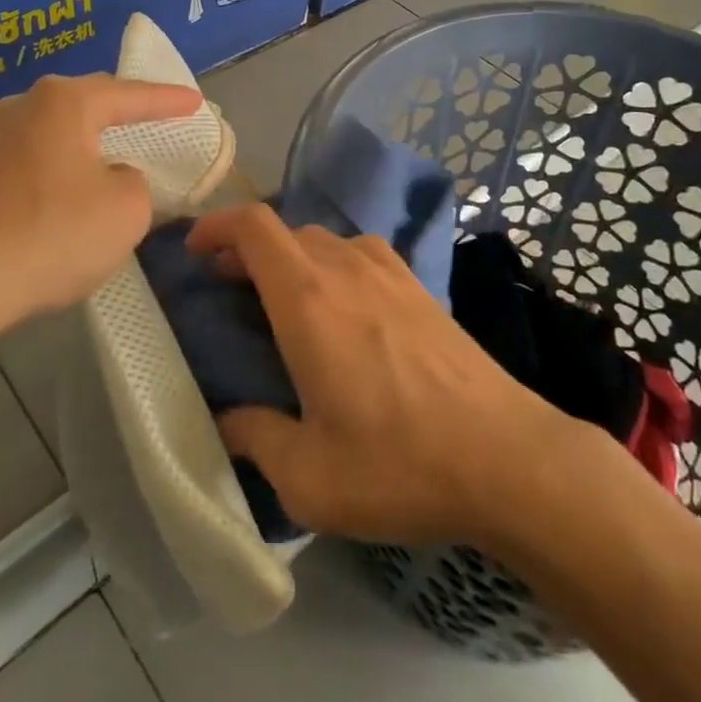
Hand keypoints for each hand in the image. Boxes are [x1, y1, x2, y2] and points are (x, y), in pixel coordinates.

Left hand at [0, 73, 204, 342]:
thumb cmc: (51, 234)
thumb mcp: (126, 210)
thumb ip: (135, 183)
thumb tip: (111, 177)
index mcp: (64, 102)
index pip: (130, 95)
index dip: (168, 100)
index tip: (196, 103)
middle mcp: (23, 107)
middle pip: (87, 101)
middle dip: (124, 109)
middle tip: (155, 115)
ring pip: (56, 130)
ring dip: (89, 140)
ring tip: (115, 150)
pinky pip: (34, 159)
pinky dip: (62, 168)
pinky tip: (69, 190)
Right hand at [186, 204, 575, 545]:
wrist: (506, 458)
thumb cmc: (399, 464)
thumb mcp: (309, 476)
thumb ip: (256, 439)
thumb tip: (228, 421)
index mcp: (308, 300)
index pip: (253, 227)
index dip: (216, 225)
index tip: (195, 250)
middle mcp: (346, 269)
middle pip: (286, 231)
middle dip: (249, 250)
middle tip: (230, 287)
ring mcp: (391, 273)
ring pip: (325, 240)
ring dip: (293, 257)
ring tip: (282, 297)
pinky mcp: (422, 289)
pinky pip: (362, 254)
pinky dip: (334, 264)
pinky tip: (344, 308)